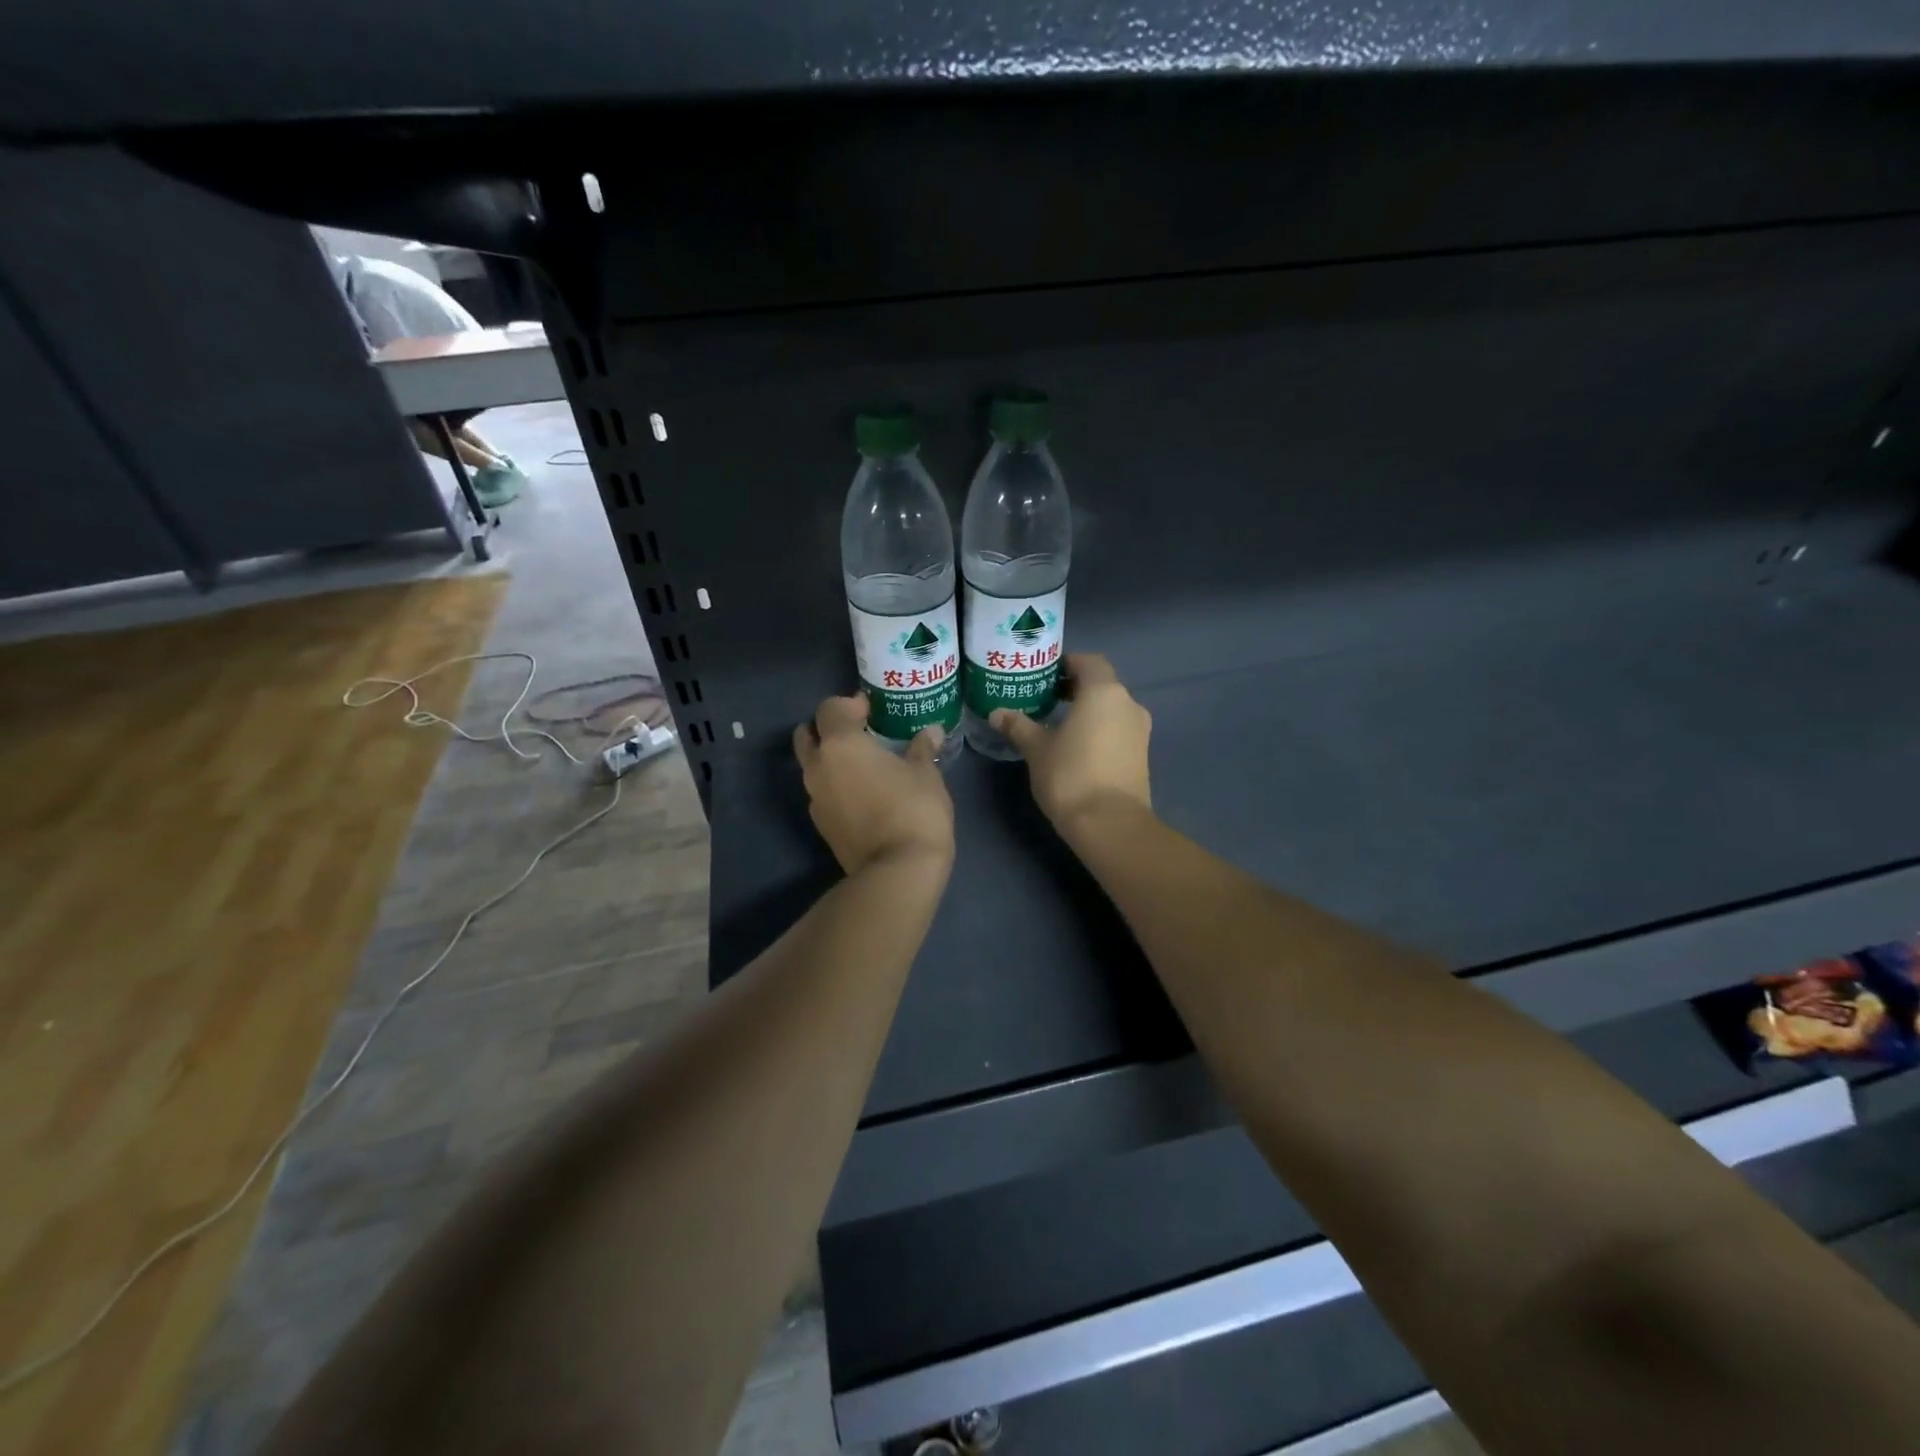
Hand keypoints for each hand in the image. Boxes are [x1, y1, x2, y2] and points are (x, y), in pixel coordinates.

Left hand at [793, 696, 954, 874]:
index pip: (829, 709)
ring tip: (864, 764)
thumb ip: (922, 749)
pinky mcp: (821, 826)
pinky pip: (822, 793)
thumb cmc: (914, 810)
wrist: (897, 871)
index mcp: (840, 745)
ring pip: (812, 767)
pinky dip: (836, 785)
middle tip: (859, 733)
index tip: (871, 710)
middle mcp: (818, 768)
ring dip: (830, 759)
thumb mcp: (926, 774)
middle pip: (808, 736)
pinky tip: (863, 793)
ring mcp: (815, 799)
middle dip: (828, 729)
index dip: (848, 704)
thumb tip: (932, 732)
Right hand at [991, 654, 1151, 838]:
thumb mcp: (1036, 748)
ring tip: (1057, 724)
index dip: (1065, 663)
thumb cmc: (1070, 775)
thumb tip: (997, 713)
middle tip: (1044, 698)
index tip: (1043, 675)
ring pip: (1110, 708)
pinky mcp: (1141, 754)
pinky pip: (1117, 730)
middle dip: (1074, 687)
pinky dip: (1099, 729)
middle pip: (1101, 684)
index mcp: (1104, 692)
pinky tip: (1076, 747)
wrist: (1111, 824)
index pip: (1088, 661)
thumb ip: (1018, 726)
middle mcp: (1128, 704)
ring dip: (1087, 710)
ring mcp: (1140, 730)